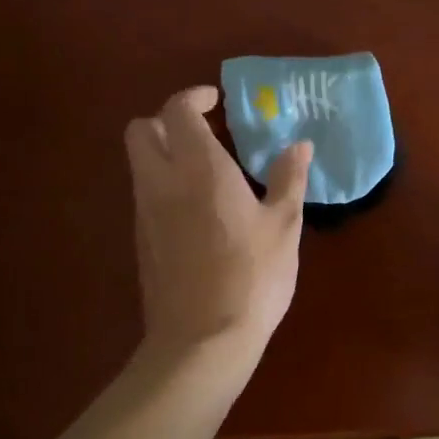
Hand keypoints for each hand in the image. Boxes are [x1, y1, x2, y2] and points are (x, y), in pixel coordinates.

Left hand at [125, 86, 312, 380]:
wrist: (202, 342)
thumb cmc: (252, 277)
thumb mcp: (283, 226)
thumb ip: (288, 179)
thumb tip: (300, 146)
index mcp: (199, 169)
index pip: (177, 110)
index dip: (193, 97)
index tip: (216, 101)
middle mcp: (162, 182)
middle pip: (140, 129)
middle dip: (166, 120)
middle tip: (203, 132)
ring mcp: (145, 213)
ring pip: (138, 162)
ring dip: (164, 153)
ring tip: (206, 171)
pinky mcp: (141, 241)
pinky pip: (144, 194)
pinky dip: (163, 184)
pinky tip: (198, 210)